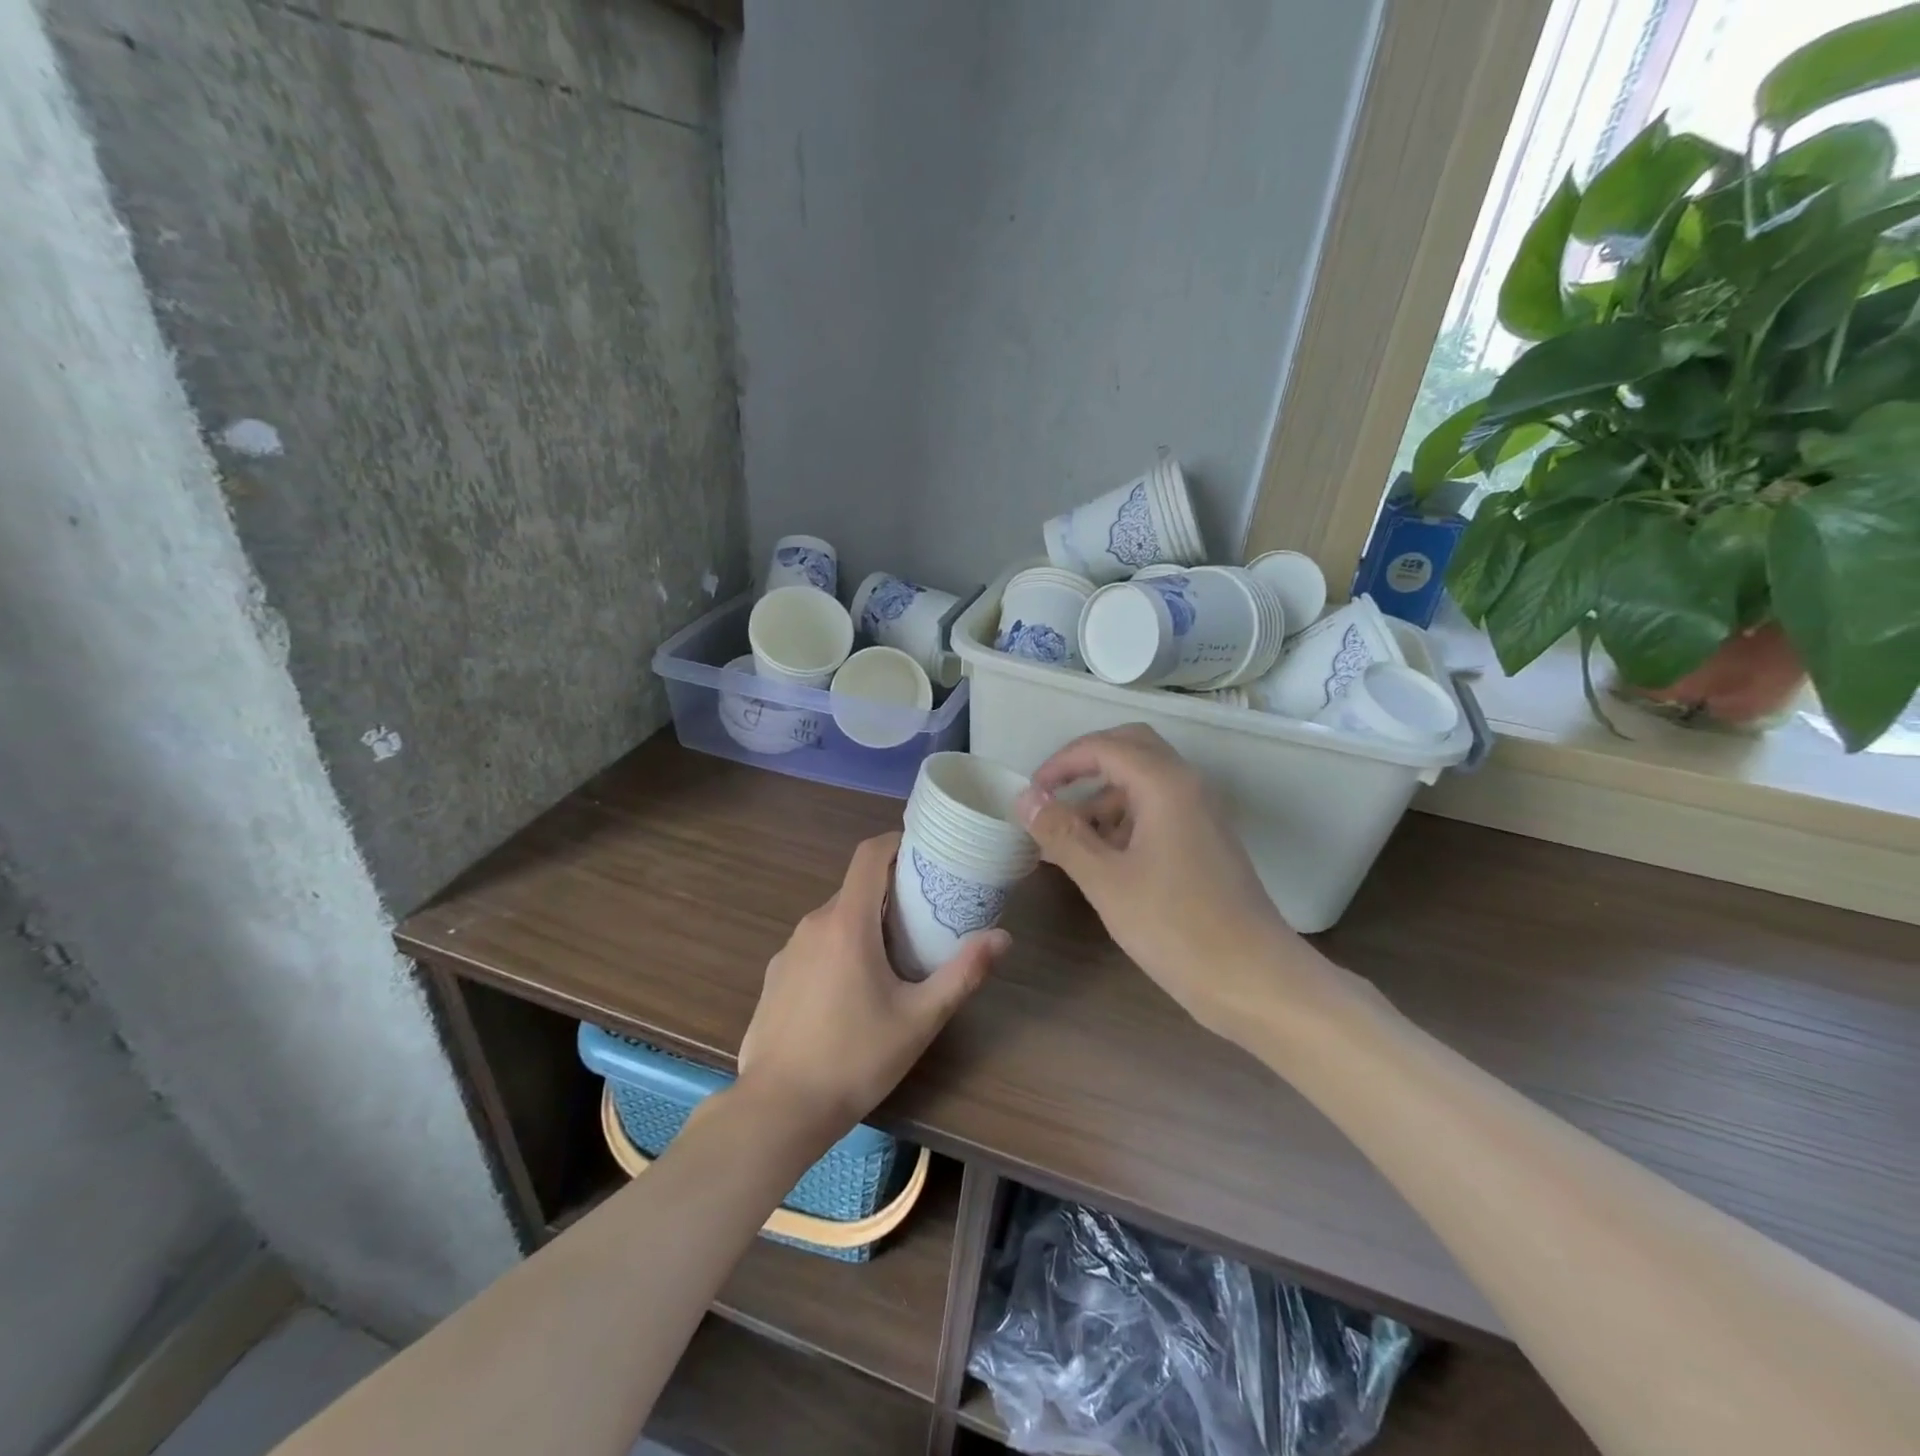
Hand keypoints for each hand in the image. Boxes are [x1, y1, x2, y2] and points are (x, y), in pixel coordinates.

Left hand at [735, 832, 1009, 1143]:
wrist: (777, 1110)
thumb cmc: (855, 1058)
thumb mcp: (919, 1019)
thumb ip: (962, 973)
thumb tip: (1003, 937)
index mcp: (847, 923)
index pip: (869, 855)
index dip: (896, 842)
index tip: (924, 853)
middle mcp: (813, 924)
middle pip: (855, 888)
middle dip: (889, 893)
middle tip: (924, 917)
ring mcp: (788, 951)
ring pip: (834, 919)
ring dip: (864, 923)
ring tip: (893, 957)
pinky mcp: (775, 977)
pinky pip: (814, 946)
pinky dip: (838, 949)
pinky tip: (851, 993)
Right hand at [1015, 725, 1316, 1037]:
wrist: (1254, 980)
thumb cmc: (1176, 927)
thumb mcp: (1106, 881)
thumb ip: (1062, 834)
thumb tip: (1025, 798)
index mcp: (1165, 784)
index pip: (1105, 746)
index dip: (1061, 762)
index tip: (1030, 794)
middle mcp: (1187, 786)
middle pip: (1131, 749)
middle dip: (1085, 765)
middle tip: (1050, 795)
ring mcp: (1200, 814)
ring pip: (1144, 782)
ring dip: (1102, 796)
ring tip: (1063, 837)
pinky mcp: (1204, 842)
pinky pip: (1156, 811)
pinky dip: (1122, 820)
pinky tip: (1098, 858)